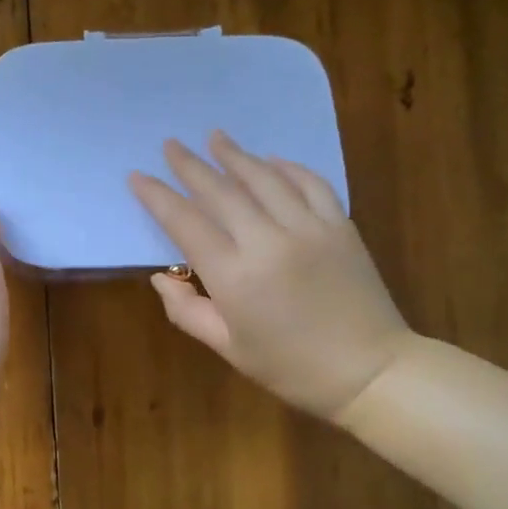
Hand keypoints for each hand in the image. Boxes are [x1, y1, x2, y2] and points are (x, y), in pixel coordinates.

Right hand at [129, 132, 412, 421]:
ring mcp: (308, 228)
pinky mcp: (340, 226)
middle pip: (220, 191)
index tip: (137, 176)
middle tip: (170, 144)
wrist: (370, 371)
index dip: (157, 197)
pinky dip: (288, 167)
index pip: (185, 223)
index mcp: (233, 276)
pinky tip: (271, 160)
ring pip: (264, 179)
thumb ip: (186, 310)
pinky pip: (311, 184)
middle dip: (191, 165)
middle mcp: (267, 241)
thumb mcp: (228, 347)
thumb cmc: (290, 367)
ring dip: (236, 155)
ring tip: (215, 137)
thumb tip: (161, 277)